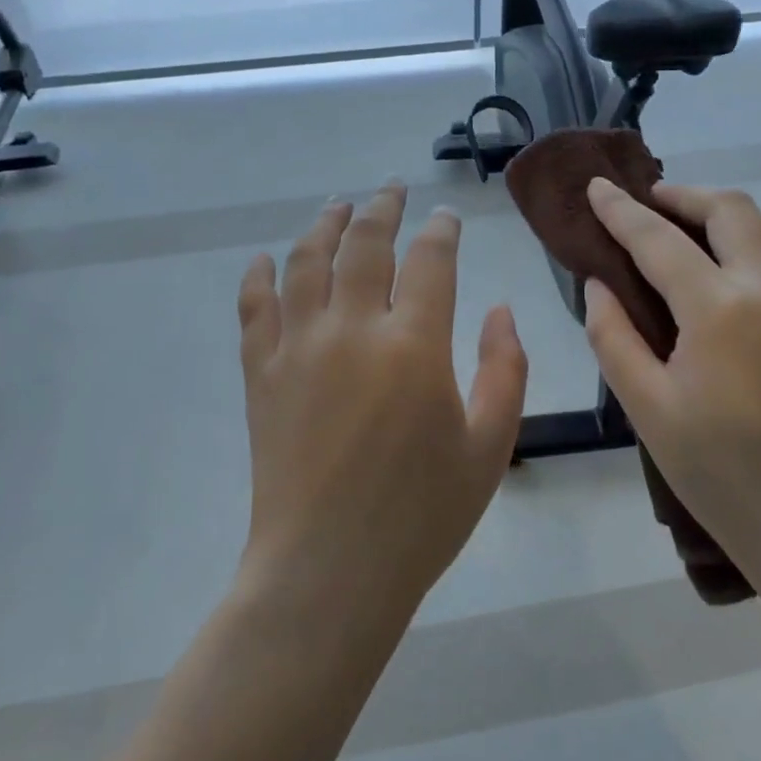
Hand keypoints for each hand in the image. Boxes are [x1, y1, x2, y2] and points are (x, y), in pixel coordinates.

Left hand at [236, 182, 527, 624]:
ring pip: (307, 261)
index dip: (440, 231)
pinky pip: (254, 307)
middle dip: (382, 208)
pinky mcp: (262, 372)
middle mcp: (353, 328)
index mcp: (414, 345)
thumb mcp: (490, 446)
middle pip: (365, 244)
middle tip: (392, 189)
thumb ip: (505, 369)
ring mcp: (299, 346)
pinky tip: (266, 258)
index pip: (430, 261)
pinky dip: (259, 276)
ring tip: (338, 205)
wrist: (328, 571)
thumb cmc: (420, 515)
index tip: (445, 217)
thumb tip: (501, 309)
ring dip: (325, 225)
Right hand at [580, 179, 760, 572]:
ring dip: (728, 218)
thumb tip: (600, 285)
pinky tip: (739, 282)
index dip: (621, 210)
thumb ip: (613, 336)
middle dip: (684, 196)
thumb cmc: (721, 473)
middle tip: (651, 204)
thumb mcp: (647, 408)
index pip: (658, 239)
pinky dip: (760, 248)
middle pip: (730, 209)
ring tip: (695, 237)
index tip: (597, 186)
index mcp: (719, 309)